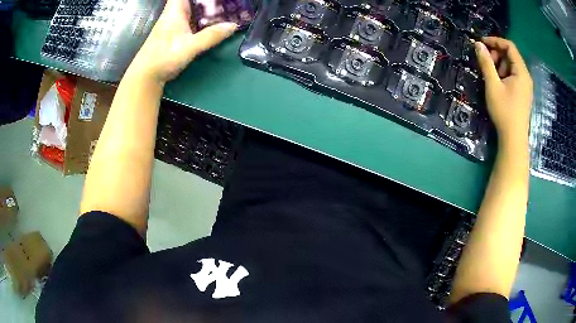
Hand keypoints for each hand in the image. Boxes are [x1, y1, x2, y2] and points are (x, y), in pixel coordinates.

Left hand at [128, 0, 236, 83]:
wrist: (146, 76)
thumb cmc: (163, 58)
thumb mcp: (189, 47)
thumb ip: (211, 36)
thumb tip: (233, 26)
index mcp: (175, 11)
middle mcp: (174, 14)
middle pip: (192, 1)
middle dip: (208, 2)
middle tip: (225, 3)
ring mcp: (175, 23)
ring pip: (193, 9)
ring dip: (207, 8)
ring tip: (225, 9)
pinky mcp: (176, 33)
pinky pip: (193, 19)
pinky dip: (203, 18)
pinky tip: (214, 22)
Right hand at [475, 37, 532, 145]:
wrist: (513, 139)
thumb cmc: (504, 111)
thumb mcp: (493, 85)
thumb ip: (486, 63)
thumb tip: (478, 44)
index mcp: (521, 72)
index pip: (509, 46)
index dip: (495, 41)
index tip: (482, 43)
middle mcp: (526, 76)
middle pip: (511, 56)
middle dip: (497, 54)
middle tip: (486, 62)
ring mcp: (526, 86)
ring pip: (512, 66)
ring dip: (500, 65)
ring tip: (491, 75)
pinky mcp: (523, 94)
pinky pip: (514, 76)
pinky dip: (504, 74)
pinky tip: (498, 84)